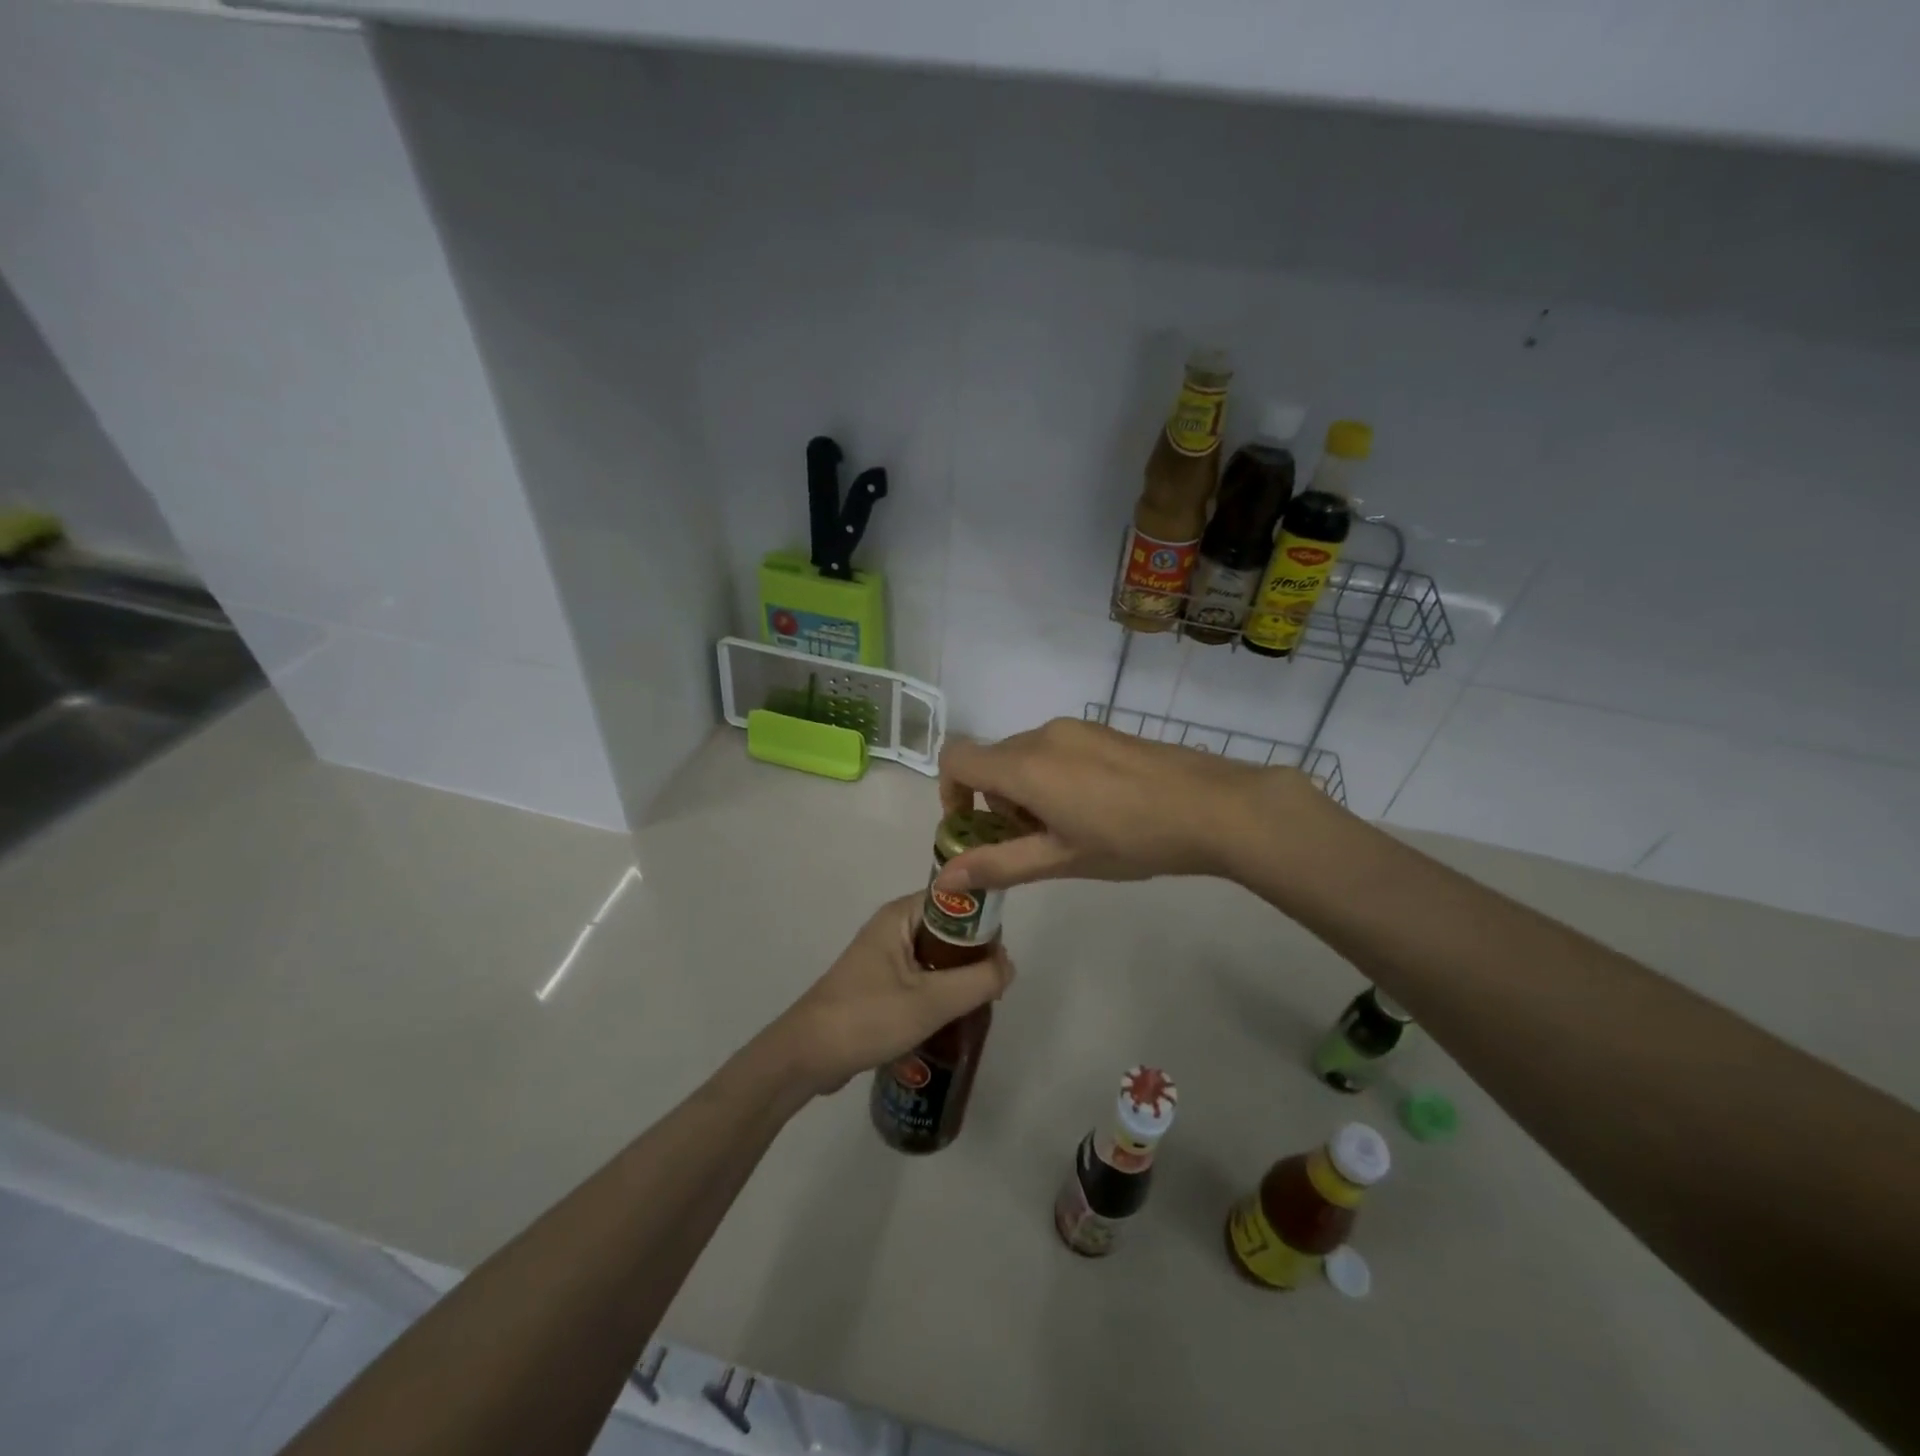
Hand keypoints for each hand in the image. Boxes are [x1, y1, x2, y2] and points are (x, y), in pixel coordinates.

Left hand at [765, 894, 1014, 1096]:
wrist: (806, 1058)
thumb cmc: (867, 1018)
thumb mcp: (931, 1000)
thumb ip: (978, 980)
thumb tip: (1009, 965)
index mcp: (900, 915)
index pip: (956, 900)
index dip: (984, 922)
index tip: (1001, 957)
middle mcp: (893, 927)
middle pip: (950, 930)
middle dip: (974, 956)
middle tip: (992, 989)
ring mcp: (885, 956)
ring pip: (938, 957)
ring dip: (959, 978)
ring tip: (977, 1006)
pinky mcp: (881, 984)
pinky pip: (924, 977)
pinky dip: (941, 992)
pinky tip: (953, 1019)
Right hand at [936, 718, 1316, 891]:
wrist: (1215, 807)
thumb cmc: (1131, 839)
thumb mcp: (1061, 860)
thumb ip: (999, 865)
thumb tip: (945, 875)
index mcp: (1025, 766)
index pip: (956, 758)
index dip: (950, 792)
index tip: (973, 828)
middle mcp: (1042, 736)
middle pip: (993, 761)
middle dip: (996, 803)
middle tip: (1033, 843)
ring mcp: (1076, 728)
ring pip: (1025, 756)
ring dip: (1026, 791)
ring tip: (1070, 830)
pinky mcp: (1102, 730)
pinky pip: (1055, 749)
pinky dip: (1052, 777)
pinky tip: (1097, 808)